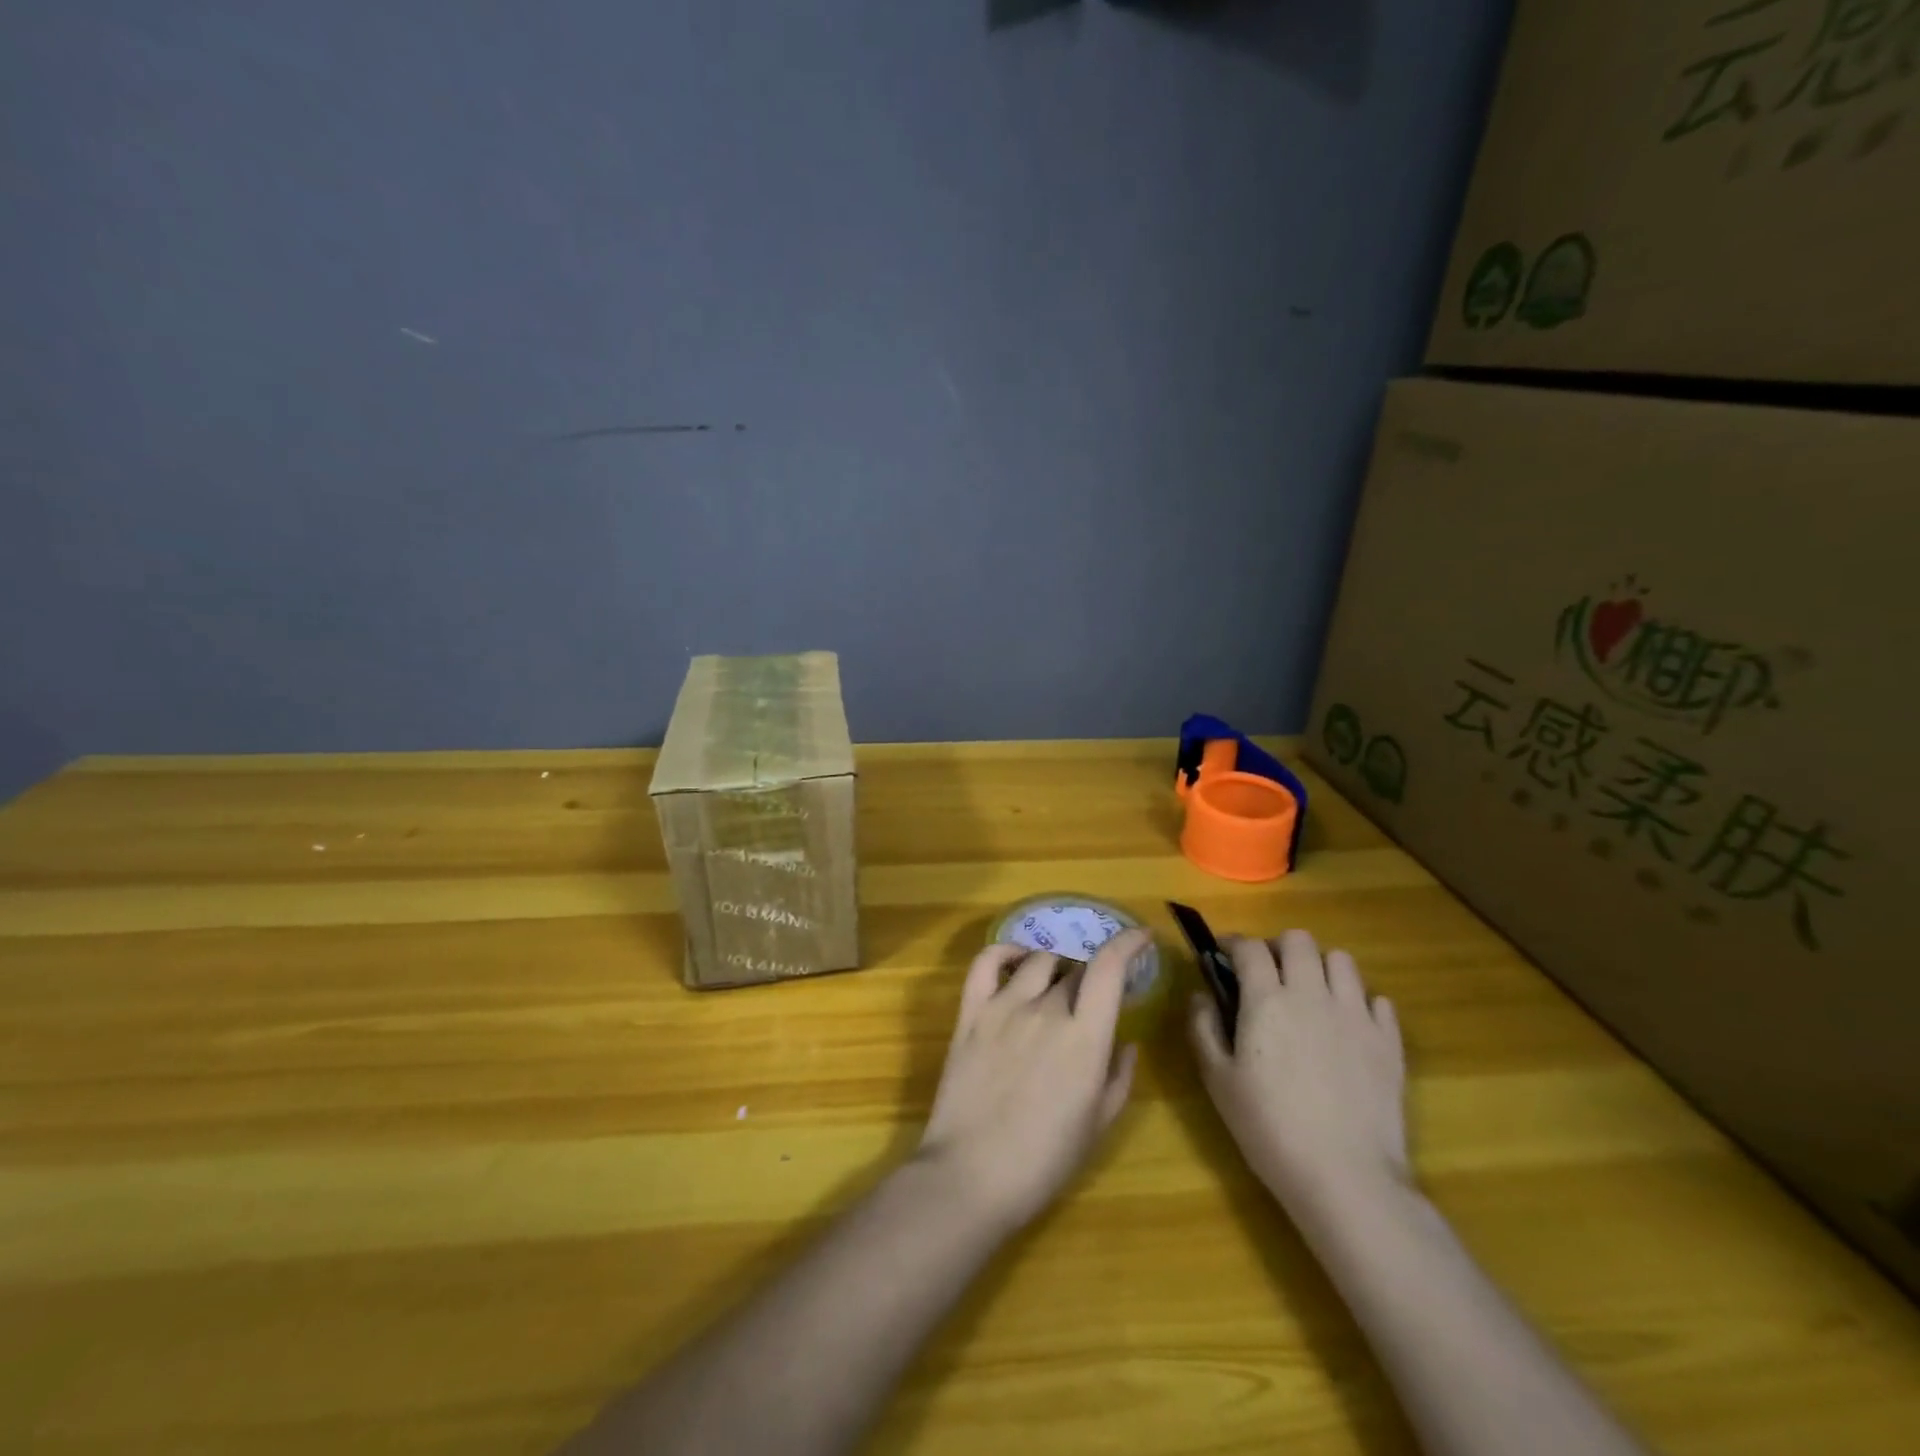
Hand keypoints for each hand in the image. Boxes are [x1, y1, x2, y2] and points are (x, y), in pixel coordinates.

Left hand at [917, 929, 1146, 1233]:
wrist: (972, 1175)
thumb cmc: (1044, 1160)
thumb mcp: (1098, 1124)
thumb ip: (1118, 1077)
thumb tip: (1126, 1043)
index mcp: (1084, 1037)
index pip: (1109, 968)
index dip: (1128, 944)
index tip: (1141, 937)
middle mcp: (1046, 1009)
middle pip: (1076, 969)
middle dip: (1091, 977)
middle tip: (1092, 999)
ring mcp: (1004, 1007)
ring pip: (1038, 962)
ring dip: (1057, 968)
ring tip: (1057, 986)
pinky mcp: (971, 1013)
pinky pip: (986, 963)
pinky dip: (1004, 952)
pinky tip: (1016, 959)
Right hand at [1188, 930, 1409, 1227]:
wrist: (1346, 1177)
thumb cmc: (1269, 1128)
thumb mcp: (1218, 1080)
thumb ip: (1203, 1028)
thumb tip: (1200, 994)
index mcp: (1267, 999)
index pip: (1250, 947)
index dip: (1234, 944)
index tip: (1224, 955)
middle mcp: (1312, 994)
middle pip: (1300, 940)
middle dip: (1279, 947)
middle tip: (1269, 974)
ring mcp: (1356, 1015)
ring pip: (1342, 960)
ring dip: (1321, 967)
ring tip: (1311, 994)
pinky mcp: (1389, 1041)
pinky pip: (1378, 1000)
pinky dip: (1360, 1003)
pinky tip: (1348, 1026)